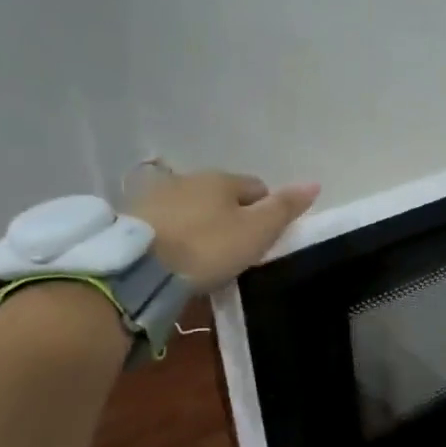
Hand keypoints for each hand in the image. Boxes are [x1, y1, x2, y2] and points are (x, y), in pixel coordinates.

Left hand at [128, 168, 319, 290]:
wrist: (137, 268)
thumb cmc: (207, 248)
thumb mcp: (256, 232)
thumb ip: (285, 208)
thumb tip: (314, 183)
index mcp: (222, 179)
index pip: (257, 188)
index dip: (266, 212)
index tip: (262, 241)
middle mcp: (189, 178)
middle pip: (222, 196)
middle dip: (231, 217)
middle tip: (234, 251)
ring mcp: (156, 196)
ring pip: (192, 207)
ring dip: (201, 224)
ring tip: (202, 257)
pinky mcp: (131, 219)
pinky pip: (166, 222)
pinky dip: (175, 234)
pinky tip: (175, 256)